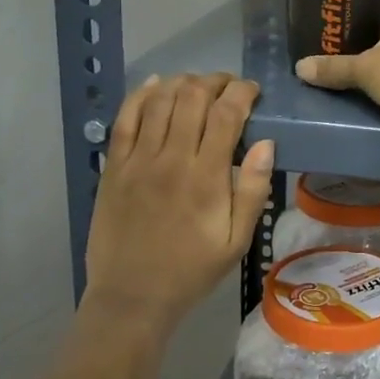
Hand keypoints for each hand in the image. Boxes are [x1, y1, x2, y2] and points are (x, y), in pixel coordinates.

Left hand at [80, 74, 274, 348]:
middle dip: (215, 81)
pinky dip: (141, 94)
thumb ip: (252, 190)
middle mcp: (171, 159)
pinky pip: (125, 118)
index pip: (226, 114)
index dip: (242, 92)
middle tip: (228, 85)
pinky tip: (155, 84)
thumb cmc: (191, 271)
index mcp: (206, 177)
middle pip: (192, 97)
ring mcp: (138, 160)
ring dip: (182, 82)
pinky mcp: (113, 167)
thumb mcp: (236, 241)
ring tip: (198, 84)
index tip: (253, 90)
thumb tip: (266, 143)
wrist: (132, 296)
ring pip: (159, 100)